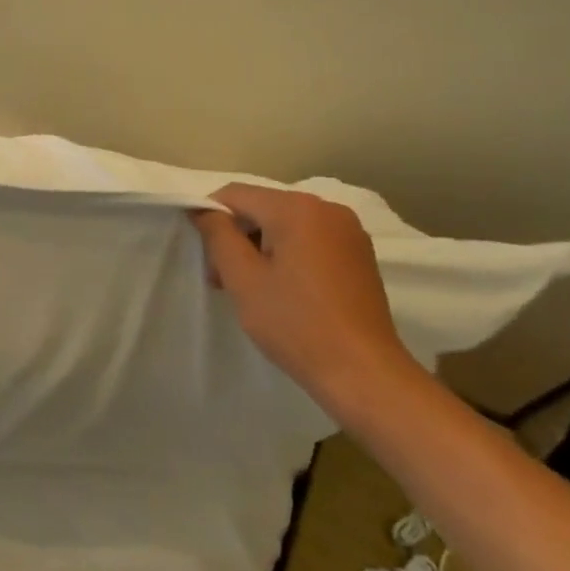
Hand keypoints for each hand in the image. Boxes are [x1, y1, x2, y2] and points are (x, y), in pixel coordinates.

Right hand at [191, 183, 421, 413]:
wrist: (366, 375)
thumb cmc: (297, 325)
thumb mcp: (243, 279)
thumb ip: (217, 234)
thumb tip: (203, 209)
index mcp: (297, 208)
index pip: (235, 195)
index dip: (211, 219)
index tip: (207, 259)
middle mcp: (326, 207)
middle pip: (261, 208)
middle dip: (237, 237)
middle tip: (223, 280)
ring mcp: (348, 231)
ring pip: (285, 224)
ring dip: (261, 248)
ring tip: (253, 290)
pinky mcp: (359, 253)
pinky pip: (310, 239)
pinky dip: (288, 255)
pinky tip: (285, 290)